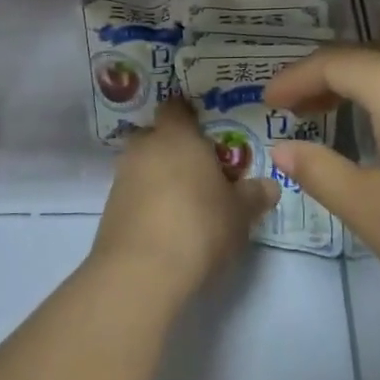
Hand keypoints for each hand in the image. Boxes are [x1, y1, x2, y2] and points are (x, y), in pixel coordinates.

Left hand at [91, 98, 278, 302]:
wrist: (141, 271)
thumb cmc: (199, 225)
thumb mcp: (240, 212)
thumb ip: (254, 194)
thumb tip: (269, 185)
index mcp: (176, 135)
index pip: (176, 107)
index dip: (189, 116)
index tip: (207, 131)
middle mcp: (144, 148)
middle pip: (157, 136)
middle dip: (174, 149)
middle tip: (201, 171)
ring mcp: (122, 177)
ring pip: (144, 166)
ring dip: (160, 178)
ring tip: (186, 203)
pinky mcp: (110, 209)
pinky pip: (134, 194)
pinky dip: (148, 202)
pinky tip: (167, 225)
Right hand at [263, 43, 379, 347]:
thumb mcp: (373, 213)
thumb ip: (321, 172)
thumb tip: (285, 148)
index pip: (333, 63)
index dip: (294, 79)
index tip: (268, 102)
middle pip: (373, 55)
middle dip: (329, 78)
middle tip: (302, 110)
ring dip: (374, 78)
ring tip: (355, 107)